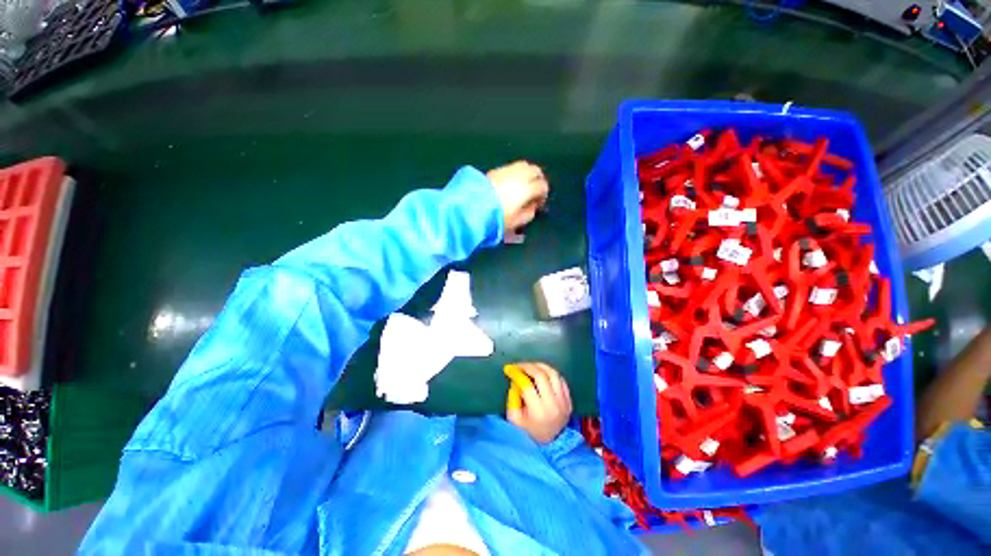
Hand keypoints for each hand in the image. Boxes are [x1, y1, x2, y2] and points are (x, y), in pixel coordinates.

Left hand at [487, 161, 548, 235]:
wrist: (474, 206)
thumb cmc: (498, 216)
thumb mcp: (516, 222)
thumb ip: (529, 214)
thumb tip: (532, 207)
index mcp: (527, 188)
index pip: (542, 186)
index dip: (543, 195)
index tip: (539, 204)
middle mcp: (520, 175)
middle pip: (535, 171)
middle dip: (538, 180)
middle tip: (535, 192)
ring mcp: (507, 170)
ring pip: (524, 165)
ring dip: (528, 174)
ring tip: (523, 186)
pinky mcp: (496, 169)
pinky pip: (512, 167)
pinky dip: (517, 173)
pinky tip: (511, 183)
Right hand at [505, 362, 572, 443]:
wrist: (549, 445)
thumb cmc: (528, 432)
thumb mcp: (514, 419)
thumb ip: (512, 398)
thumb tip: (515, 380)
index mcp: (538, 411)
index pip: (526, 384)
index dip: (516, 373)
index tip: (509, 369)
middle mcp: (553, 404)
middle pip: (541, 376)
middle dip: (527, 366)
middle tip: (518, 365)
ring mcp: (564, 402)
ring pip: (553, 374)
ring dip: (540, 366)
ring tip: (530, 366)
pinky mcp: (569, 400)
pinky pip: (561, 379)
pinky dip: (550, 373)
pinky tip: (542, 373)